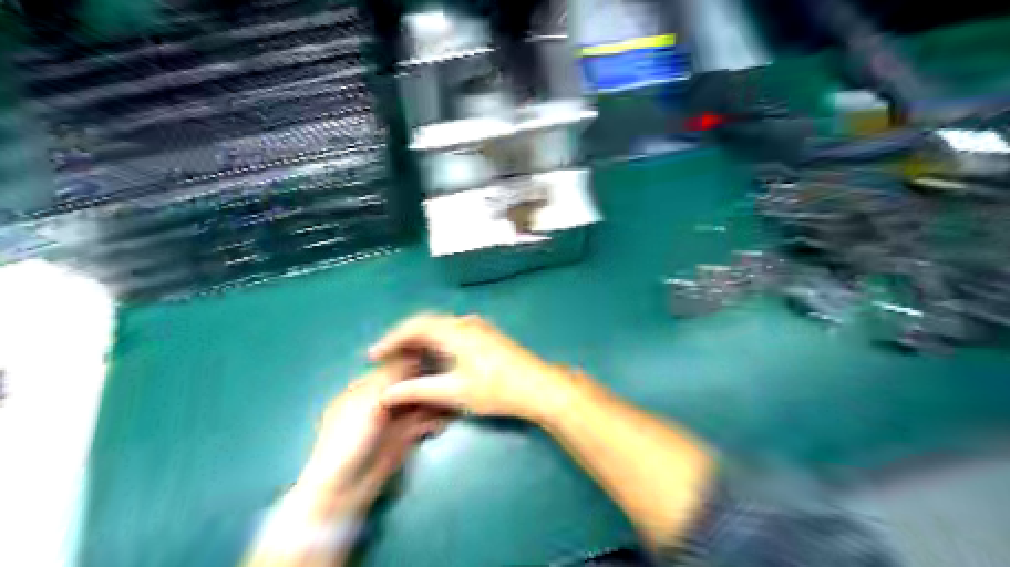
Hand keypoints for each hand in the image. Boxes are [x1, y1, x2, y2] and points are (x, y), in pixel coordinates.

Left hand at [296, 364, 444, 514]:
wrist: (343, 488)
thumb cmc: (348, 438)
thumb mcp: (368, 400)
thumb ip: (392, 376)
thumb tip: (414, 352)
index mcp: (363, 387)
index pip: (393, 366)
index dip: (415, 360)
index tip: (438, 356)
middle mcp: (379, 401)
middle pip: (409, 385)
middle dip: (428, 383)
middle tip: (448, 381)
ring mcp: (391, 421)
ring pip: (419, 403)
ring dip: (434, 402)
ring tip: (452, 403)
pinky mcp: (403, 439)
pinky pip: (423, 424)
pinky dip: (434, 422)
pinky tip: (443, 422)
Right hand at [367, 315, 570, 420]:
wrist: (538, 386)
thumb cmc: (495, 389)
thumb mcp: (454, 392)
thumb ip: (418, 390)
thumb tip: (386, 393)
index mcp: (453, 330)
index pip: (413, 327)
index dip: (391, 340)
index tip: (373, 356)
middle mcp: (464, 322)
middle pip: (426, 323)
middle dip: (404, 338)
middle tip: (387, 357)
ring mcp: (478, 327)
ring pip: (440, 327)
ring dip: (421, 340)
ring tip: (406, 358)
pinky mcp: (487, 335)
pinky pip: (452, 332)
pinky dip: (437, 342)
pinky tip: (435, 359)